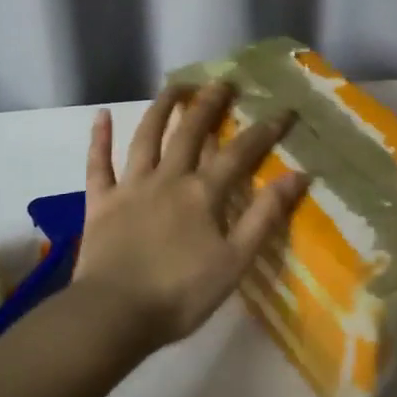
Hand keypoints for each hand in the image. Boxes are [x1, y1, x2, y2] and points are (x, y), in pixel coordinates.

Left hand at [71, 81, 309, 351]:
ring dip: (161, 108)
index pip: (239, 153)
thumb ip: (265, 216)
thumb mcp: (235, 261)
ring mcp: (131, 186)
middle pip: (190, 132)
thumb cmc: (180, 294)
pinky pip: (98, 164)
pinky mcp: (100, 202)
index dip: (263, 131)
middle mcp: (168, 178)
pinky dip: (99, 139)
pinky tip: (100, 115)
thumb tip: (299, 176)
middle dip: (209, 104)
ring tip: (176, 85)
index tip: (283, 111)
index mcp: (202, 193)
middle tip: (223, 82)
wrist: (114, 314)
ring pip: (146, 137)